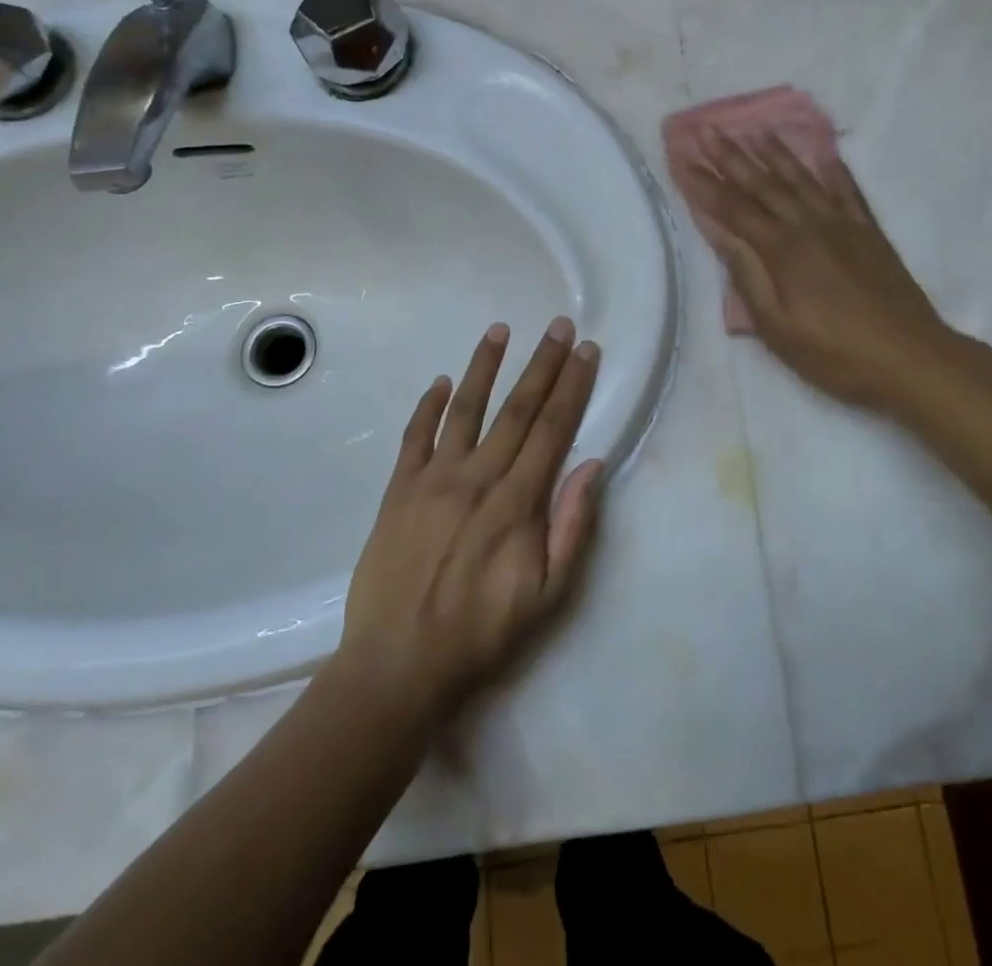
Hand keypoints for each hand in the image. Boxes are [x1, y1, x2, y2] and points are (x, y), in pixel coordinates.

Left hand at [339, 318, 604, 720]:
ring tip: (500, 330)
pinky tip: (441, 381)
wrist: (399, 665)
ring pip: (465, 411)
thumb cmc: (483, 633)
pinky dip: (428, 406)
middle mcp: (478, 478)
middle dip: (542, 364)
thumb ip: (572, 527)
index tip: (586, 351)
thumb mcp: (548, 596)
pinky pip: (415, 437)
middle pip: (517, 409)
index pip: (553, 429)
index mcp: (517, 502)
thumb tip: (592, 465)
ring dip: (484, 367)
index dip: (573, 387)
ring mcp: (434, 480)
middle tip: (559, 326)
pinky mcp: (399, 491)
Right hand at [680, 130, 964, 414]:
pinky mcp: (869, 232)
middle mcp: (809, 226)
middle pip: (763, 184)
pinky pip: (847, 190)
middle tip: (709, 130)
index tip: (682, 158)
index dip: (705, 184)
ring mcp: (843, 225)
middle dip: (732, 156)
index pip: (733, 208)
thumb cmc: (834, 353)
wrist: (909, 357)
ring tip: (756, 131)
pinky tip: (825, 154)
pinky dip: (833, 169)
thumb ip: (748, 276)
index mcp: (782, 250)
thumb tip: (721, 234)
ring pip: (802, 179)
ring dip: (776, 153)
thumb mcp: (777, 327)